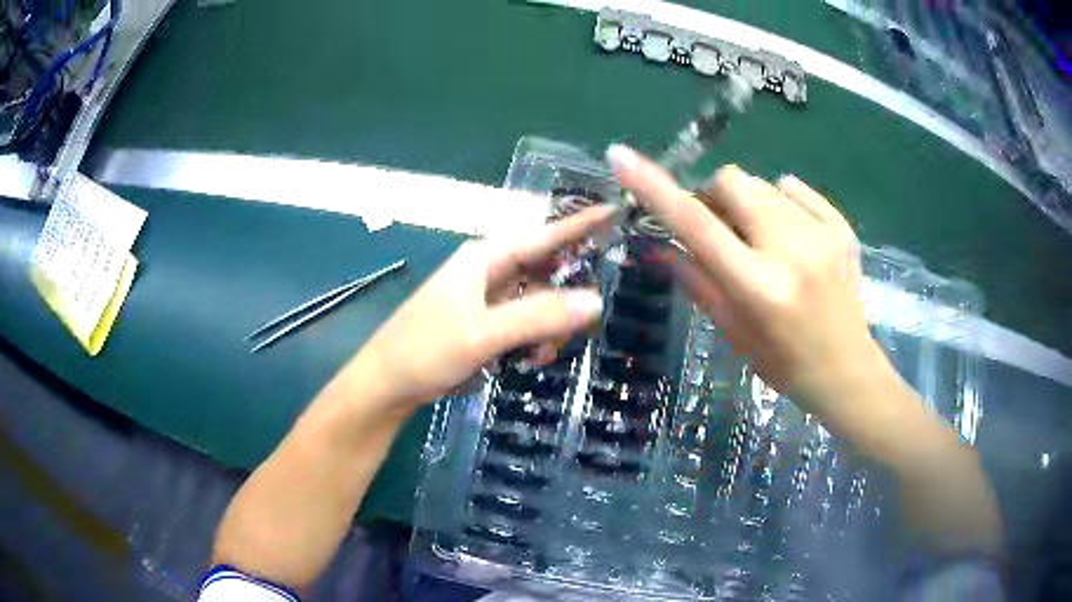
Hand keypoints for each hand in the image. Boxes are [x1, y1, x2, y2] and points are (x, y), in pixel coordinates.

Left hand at [350, 205, 611, 410]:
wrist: (387, 385)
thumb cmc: (425, 351)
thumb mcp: (482, 334)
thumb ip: (538, 316)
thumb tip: (595, 301)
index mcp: (484, 259)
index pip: (542, 235)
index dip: (579, 224)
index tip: (615, 212)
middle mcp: (487, 272)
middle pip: (543, 271)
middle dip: (564, 295)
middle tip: (581, 323)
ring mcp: (485, 299)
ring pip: (536, 302)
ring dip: (548, 326)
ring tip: (541, 354)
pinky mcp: (484, 324)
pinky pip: (523, 323)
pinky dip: (532, 339)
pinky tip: (528, 359)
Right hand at [607, 145, 887, 411]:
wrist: (846, 369)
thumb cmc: (783, 362)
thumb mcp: (732, 330)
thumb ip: (696, 280)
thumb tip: (657, 243)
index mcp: (757, 286)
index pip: (696, 225)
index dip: (654, 186)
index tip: (621, 155)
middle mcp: (791, 251)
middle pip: (733, 182)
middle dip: (714, 195)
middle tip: (720, 226)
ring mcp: (821, 234)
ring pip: (762, 184)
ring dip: (748, 204)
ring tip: (762, 240)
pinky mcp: (841, 226)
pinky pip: (794, 188)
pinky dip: (780, 202)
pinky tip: (790, 234)